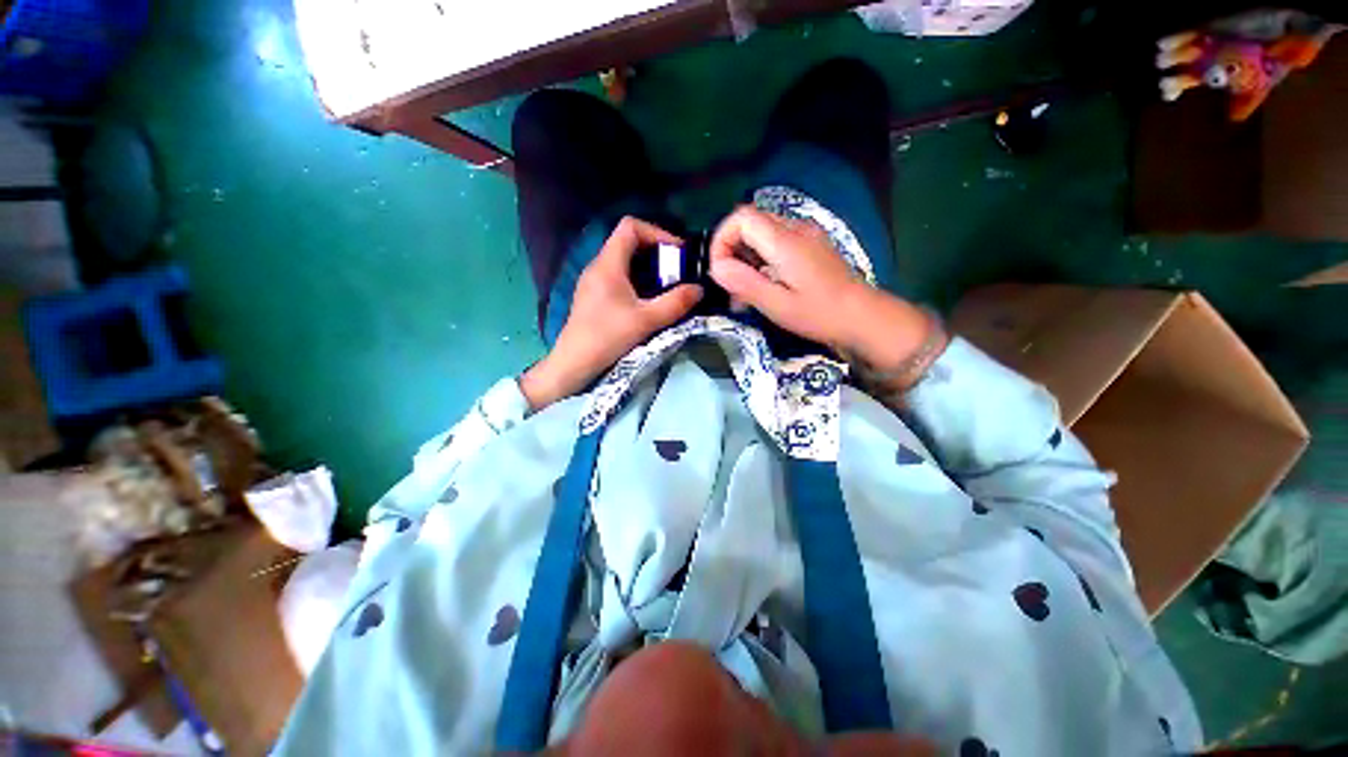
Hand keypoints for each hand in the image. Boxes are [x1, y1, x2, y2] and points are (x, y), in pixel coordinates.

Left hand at [521, 217, 702, 409]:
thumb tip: (699, 289)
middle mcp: (598, 266)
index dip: (657, 233)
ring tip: (666, 286)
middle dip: (656, 253)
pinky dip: (636, 280)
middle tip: (676, 272)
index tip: (677, 253)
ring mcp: (593, 281)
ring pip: (623, 261)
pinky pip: (617, 276)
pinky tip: (646, 301)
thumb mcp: (647, 320)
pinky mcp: (593, 296)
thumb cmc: (608, 337)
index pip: (630, 227)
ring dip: (647, 268)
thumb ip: (675, 303)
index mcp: (608, 264)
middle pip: (628, 242)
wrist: (575, 363)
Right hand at [708, 206, 938, 382]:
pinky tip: (765, 283)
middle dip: (731, 249)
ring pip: (762, 231)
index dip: (722, 239)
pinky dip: (761, 257)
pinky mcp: (810, 244)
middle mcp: (795, 228)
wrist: (863, 316)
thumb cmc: (819, 314)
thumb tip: (716, 267)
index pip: (741, 218)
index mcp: (785, 241)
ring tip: (746, 288)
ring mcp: (805, 234)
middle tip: (731, 283)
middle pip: (750, 221)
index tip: (720, 270)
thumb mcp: (777, 305)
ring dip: (745, 255)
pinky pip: (776, 240)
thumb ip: (745, 283)